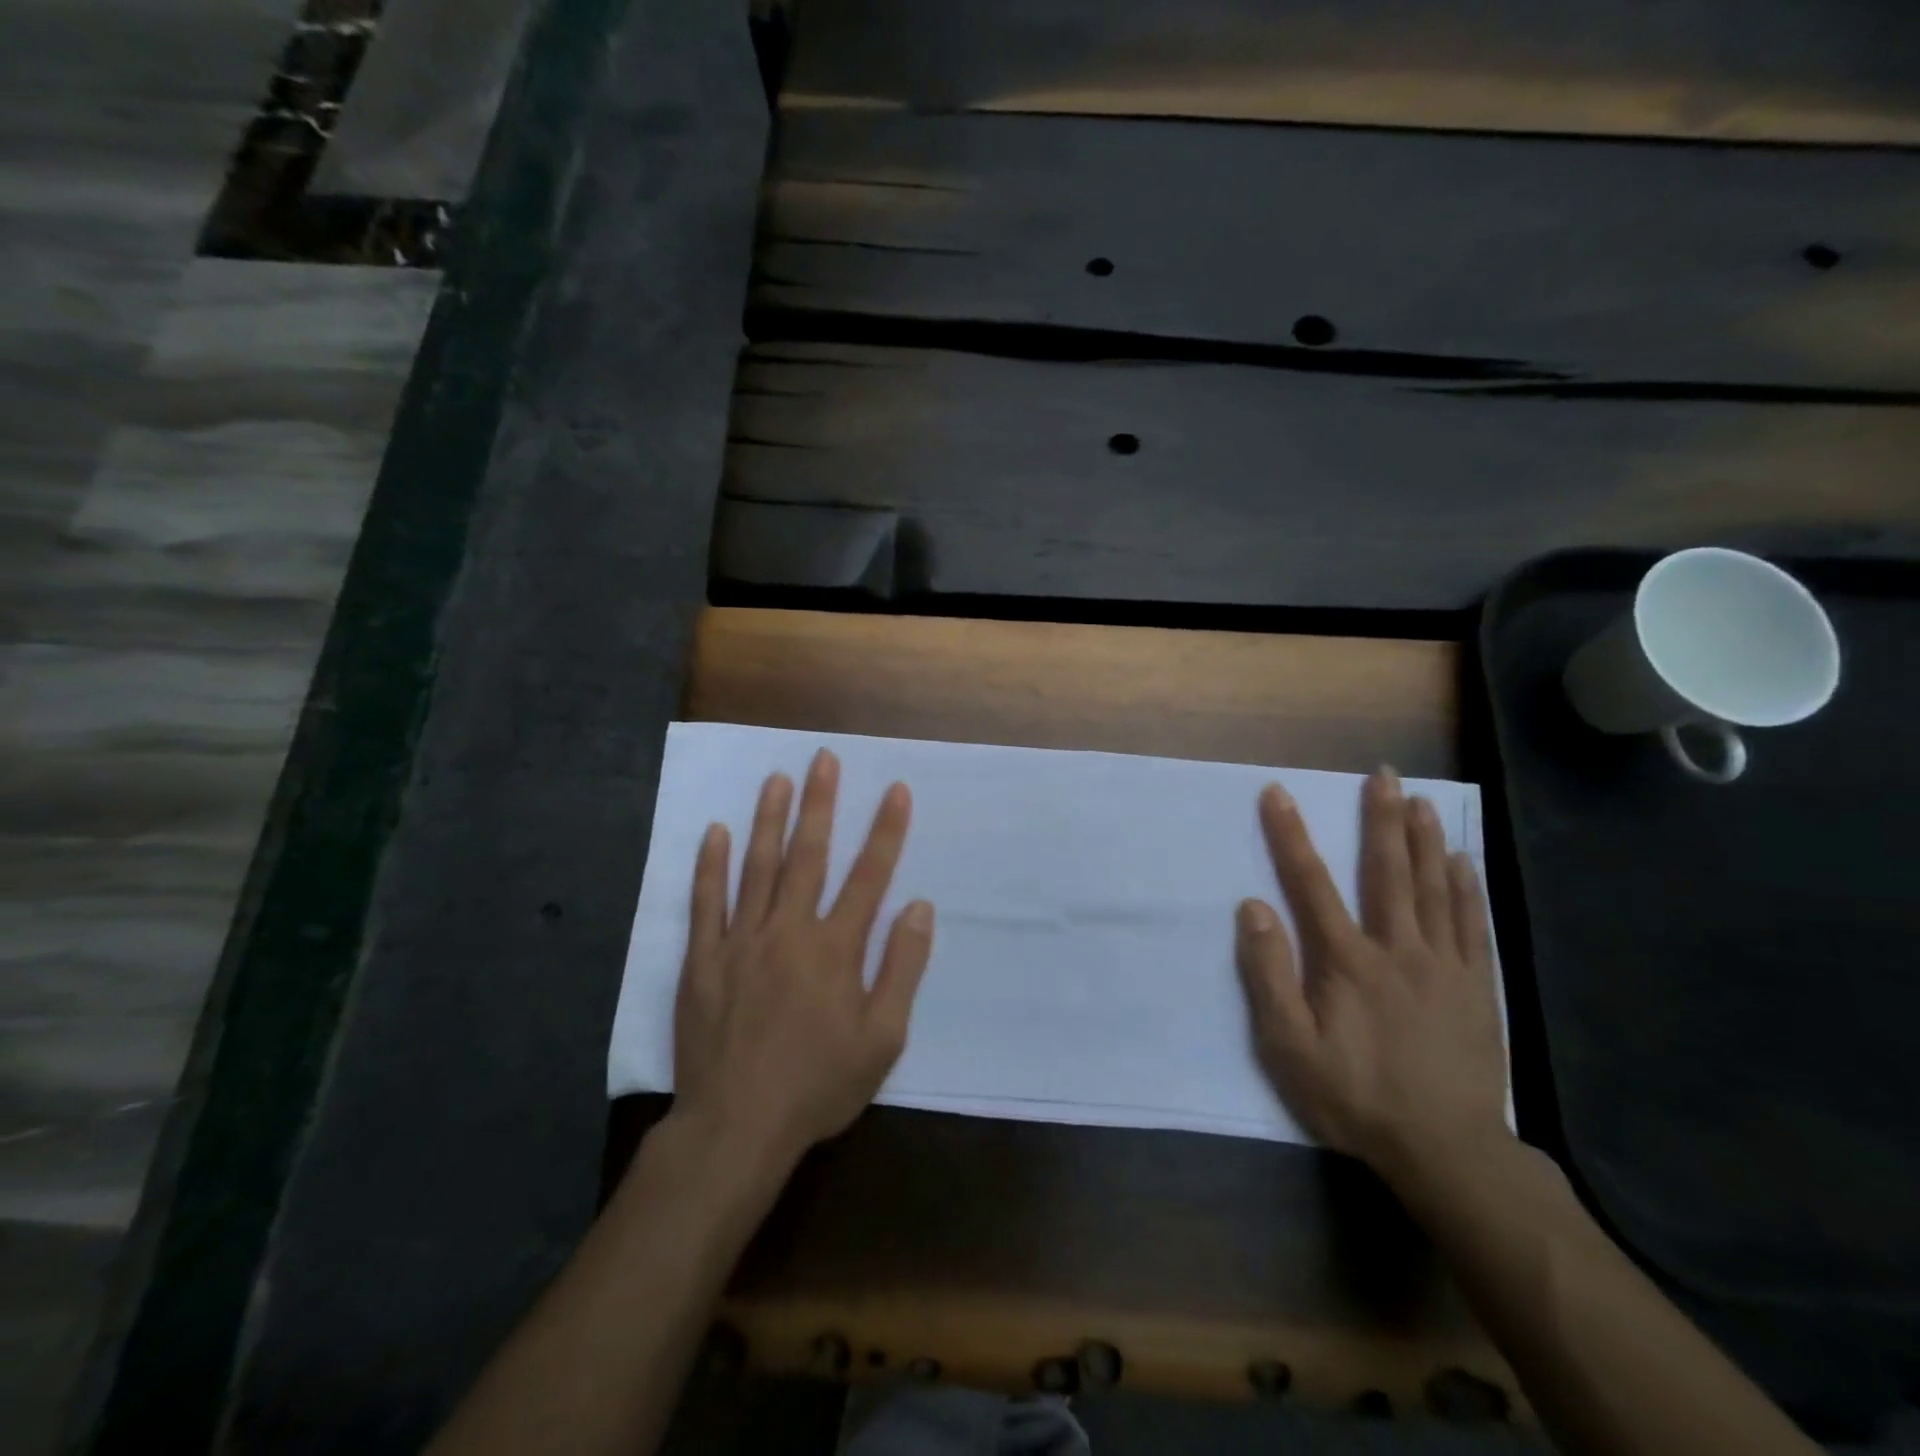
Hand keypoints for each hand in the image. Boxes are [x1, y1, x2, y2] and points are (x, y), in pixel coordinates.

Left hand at [671, 749, 934, 1171]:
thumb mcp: (882, 1038)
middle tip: (823, 759)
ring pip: (757, 866)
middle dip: (820, 803)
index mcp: (835, 948)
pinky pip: (707, 902)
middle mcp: (789, 930)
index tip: (895, 790)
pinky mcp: (703, 959)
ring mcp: (741, 941)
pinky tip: (716, 832)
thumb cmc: (818, 1084)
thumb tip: (920, 908)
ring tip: (776, 778)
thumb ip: (902, 968)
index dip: (886, 830)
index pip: (869, 876)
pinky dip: (711, 865)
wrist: (737, 1126)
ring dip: (769, 819)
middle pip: (809, 855)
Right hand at [1235, 768, 1507, 1184]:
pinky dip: (1467, 888)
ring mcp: (1445, 966)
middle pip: (1387, 872)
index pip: (1311, 883)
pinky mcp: (1477, 987)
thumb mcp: (1289, 1046)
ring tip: (1421, 801)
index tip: (1278, 793)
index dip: (1291, 835)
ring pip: (1435, 889)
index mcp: (1348, 960)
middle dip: (1381, 819)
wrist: (1446, 1150)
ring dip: (1425, 841)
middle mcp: (1399, 949)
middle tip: (1383, 774)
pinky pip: (1472, 925)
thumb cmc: (1355, 1095)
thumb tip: (1254, 907)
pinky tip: (1463, 862)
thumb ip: (1269, 974)